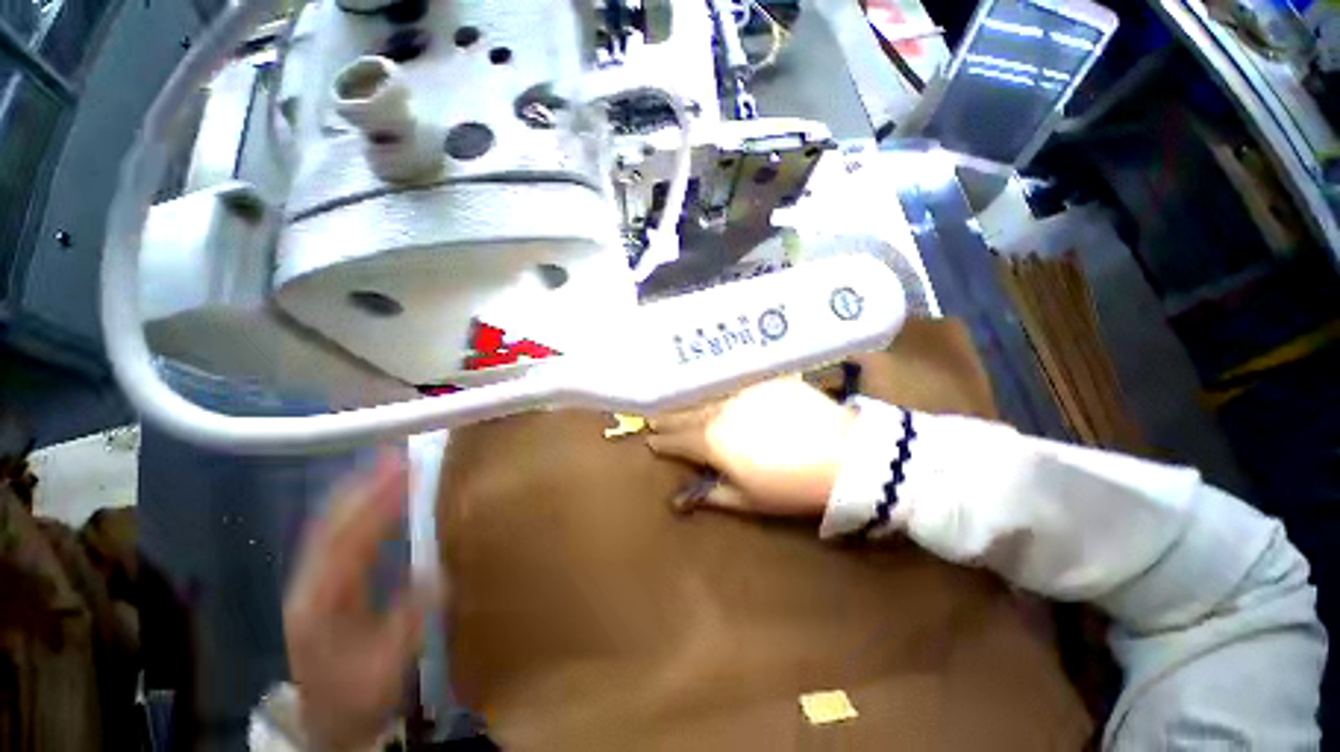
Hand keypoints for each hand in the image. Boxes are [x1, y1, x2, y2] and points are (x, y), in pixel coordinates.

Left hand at [283, 457, 431, 751]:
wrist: (326, 721)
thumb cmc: (359, 696)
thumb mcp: (388, 667)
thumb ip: (409, 619)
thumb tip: (437, 570)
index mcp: (323, 602)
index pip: (350, 539)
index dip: (378, 501)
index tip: (408, 471)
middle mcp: (308, 583)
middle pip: (332, 523)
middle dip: (365, 484)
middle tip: (399, 454)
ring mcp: (307, 581)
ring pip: (327, 524)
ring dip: (356, 490)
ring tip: (385, 463)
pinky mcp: (316, 581)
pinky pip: (332, 533)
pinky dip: (351, 507)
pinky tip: (369, 495)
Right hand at [647, 377, 856, 516]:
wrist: (843, 455)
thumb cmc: (790, 486)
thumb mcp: (747, 500)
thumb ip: (712, 494)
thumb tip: (682, 499)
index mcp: (712, 441)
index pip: (678, 440)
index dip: (663, 442)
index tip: (651, 441)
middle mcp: (721, 411)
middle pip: (688, 414)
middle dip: (670, 418)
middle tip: (655, 419)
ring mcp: (744, 392)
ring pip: (709, 397)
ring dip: (693, 403)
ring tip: (682, 405)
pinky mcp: (766, 381)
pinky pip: (738, 384)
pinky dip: (724, 390)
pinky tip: (720, 390)